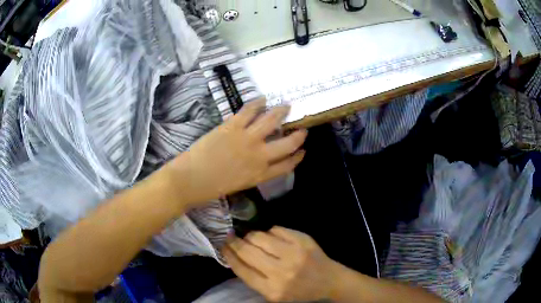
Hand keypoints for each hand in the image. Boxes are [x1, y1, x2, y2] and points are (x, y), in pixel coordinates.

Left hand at [167, 100, 306, 206]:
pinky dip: (258, 103)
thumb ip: (254, 172)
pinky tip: (263, 99)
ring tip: (286, 106)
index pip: (287, 166)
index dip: (297, 158)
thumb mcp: (240, 184)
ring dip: (281, 112)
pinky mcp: (233, 126)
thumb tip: (261, 159)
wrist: (191, 179)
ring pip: (271, 121)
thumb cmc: (212, 187)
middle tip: (302, 129)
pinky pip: (249, 110)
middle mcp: (259, 156)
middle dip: (298, 136)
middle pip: (287, 144)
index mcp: (260, 174)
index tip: (303, 151)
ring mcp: (247, 139)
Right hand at [223, 226, 338, 301]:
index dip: (229, 255)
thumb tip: (235, 255)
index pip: (242, 269)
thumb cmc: (299, 291)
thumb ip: (254, 278)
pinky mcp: (303, 240)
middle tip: (230, 237)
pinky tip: (272, 238)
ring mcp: (294, 253)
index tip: (223, 247)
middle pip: (248, 251)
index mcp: (272, 290)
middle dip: (235, 242)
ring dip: (251, 236)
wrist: (329, 280)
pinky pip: (276, 229)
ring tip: (251, 238)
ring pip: (259, 236)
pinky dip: (270, 232)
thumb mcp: (273, 294)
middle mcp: (282, 272)